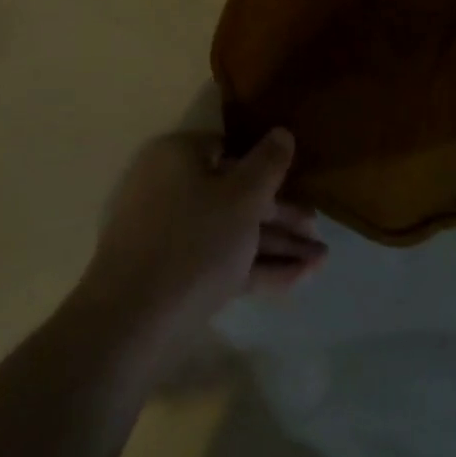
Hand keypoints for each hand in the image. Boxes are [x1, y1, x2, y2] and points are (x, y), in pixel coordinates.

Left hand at [75, 130, 326, 354]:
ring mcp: (172, 235)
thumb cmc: (193, 242)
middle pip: (235, 195)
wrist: (132, 324)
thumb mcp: (242, 197)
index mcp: (178, 158)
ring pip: (233, 232)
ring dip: (278, 246)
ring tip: (323, 262)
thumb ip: (268, 164)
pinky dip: (258, 267)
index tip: (298, 183)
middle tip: (318, 231)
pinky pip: (223, 261)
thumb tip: (282, 132)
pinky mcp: (177, 275)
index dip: (265, 167)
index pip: (227, 150)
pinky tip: (300, 279)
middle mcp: (171, 188)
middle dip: (281, 216)